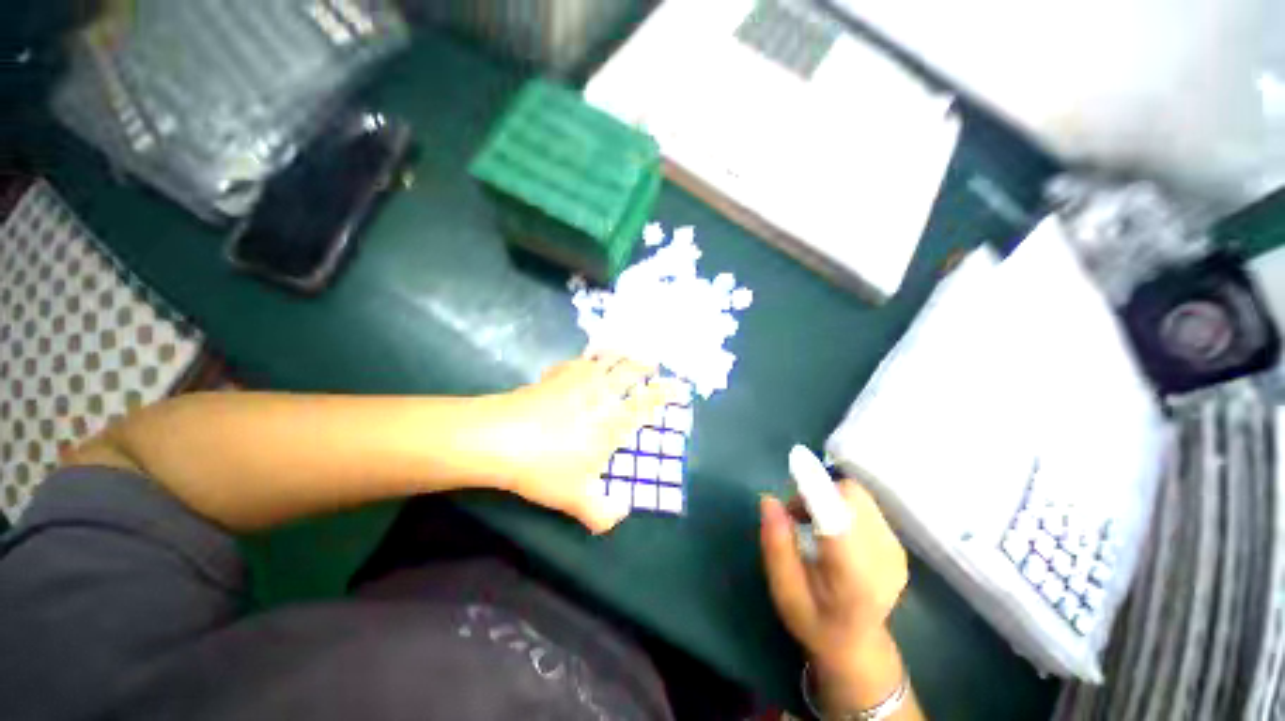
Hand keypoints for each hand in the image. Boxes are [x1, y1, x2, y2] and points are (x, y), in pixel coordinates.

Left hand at [482, 354, 683, 533]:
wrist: (499, 438)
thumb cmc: (544, 466)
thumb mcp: (575, 498)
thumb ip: (602, 512)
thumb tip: (618, 518)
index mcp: (612, 420)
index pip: (647, 402)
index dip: (667, 392)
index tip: (681, 385)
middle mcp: (600, 395)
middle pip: (629, 371)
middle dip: (645, 365)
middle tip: (654, 362)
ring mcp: (576, 381)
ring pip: (606, 359)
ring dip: (620, 354)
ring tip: (627, 351)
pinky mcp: (555, 376)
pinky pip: (577, 361)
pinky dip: (587, 359)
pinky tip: (584, 362)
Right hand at [760, 482, 911, 712]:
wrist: (858, 646)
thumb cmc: (814, 620)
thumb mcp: (783, 590)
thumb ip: (776, 545)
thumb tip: (769, 499)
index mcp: (853, 576)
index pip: (837, 519)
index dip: (817, 486)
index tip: (795, 460)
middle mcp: (883, 558)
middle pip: (850, 495)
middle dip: (817, 492)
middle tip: (796, 516)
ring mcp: (895, 550)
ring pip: (857, 495)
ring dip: (828, 497)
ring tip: (813, 524)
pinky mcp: (897, 544)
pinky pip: (865, 504)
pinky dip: (842, 505)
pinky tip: (833, 530)